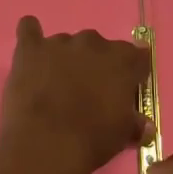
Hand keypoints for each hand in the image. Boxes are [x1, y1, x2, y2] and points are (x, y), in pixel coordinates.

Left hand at [0, 16, 153, 173]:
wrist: (47, 144)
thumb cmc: (92, 139)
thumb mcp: (123, 134)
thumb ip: (135, 122)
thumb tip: (143, 124)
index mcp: (122, 60)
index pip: (137, 57)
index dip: (131, 74)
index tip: (125, 91)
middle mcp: (93, 43)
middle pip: (99, 47)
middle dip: (95, 65)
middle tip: (87, 92)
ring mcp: (59, 42)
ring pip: (66, 43)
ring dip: (65, 58)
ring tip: (55, 85)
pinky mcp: (30, 49)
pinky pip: (28, 29)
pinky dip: (31, 35)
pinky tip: (31, 50)